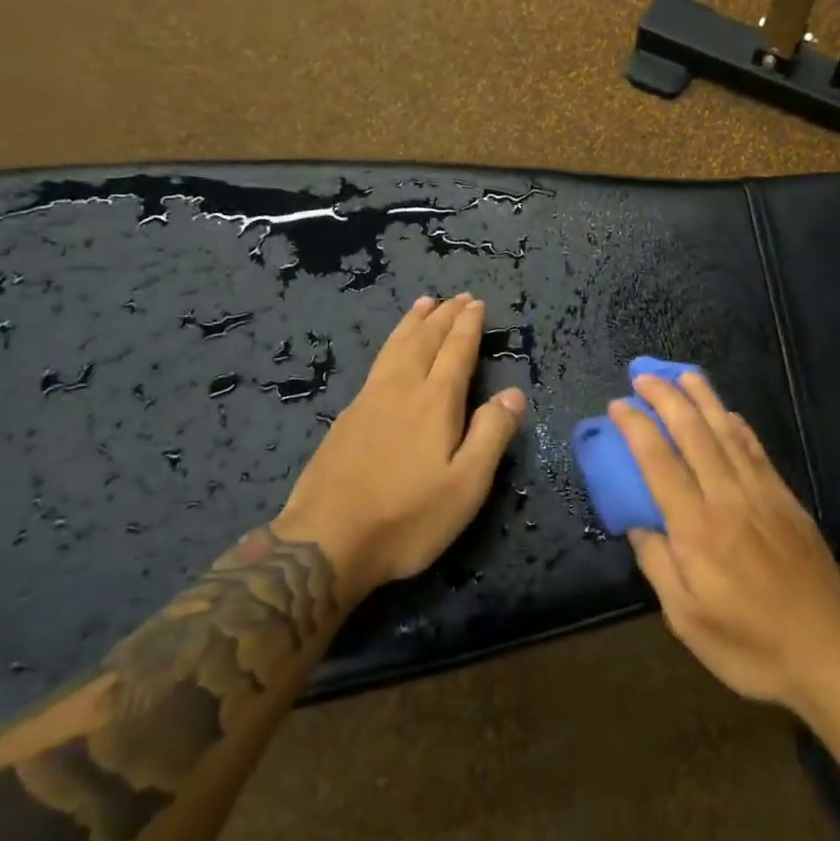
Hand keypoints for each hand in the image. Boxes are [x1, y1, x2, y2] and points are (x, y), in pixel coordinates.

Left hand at [275, 294, 525, 595]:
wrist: (326, 543)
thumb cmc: (407, 517)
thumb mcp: (466, 485)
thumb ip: (491, 434)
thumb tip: (513, 393)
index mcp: (434, 402)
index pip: (456, 352)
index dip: (468, 326)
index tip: (476, 303)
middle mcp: (401, 390)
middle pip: (424, 341)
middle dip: (444, 317)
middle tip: (457, 297)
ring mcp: (368, 402)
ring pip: (395, 348)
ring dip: (413, 323)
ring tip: (424, 304)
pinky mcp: (346, 419)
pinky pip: (377, 364)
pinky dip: (392, 344)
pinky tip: (391, 352)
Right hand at [614, 372, 839, 710]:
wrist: (828, 650)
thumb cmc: (748, 645)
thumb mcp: (686, 619)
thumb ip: (658, 564)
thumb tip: (637, 523)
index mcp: (697, 530)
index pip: (659, 462)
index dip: (636, 428)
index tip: (618, 405)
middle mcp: (728, 499)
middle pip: (694, 434)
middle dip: (666, 398)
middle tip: (644, 376)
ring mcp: (762, 495)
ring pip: (728, 433)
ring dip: (703, 399)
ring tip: (683, 373)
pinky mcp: (787, 500)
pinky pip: (758, 451)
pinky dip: (739, 426)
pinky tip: (728, 413)